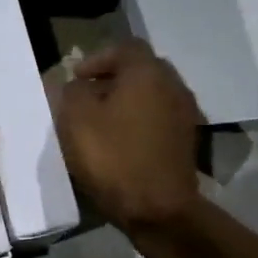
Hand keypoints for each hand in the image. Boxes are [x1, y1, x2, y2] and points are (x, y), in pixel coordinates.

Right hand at [53, 40, 201, 233]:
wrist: (158, 209)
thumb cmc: (113, 157)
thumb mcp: (75, 119)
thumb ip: (70, 92)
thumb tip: (76, 86)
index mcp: (147, 72)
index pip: (124, 48)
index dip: (97, 59)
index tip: (75, 78)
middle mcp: (173, 85)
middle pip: (141, 71)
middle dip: (113, 80)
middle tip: (87, 98)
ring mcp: (185, 115)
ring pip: (151, 96)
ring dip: (127, 103)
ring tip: (102, 123)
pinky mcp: (187, 142)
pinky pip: (159, 120)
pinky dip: (140, 123)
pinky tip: (122, 143)